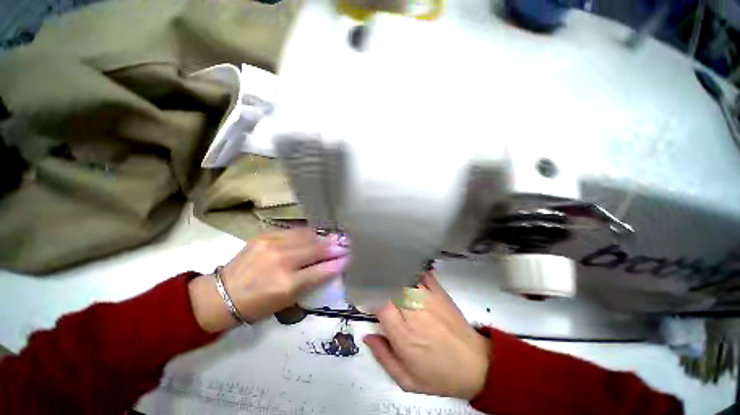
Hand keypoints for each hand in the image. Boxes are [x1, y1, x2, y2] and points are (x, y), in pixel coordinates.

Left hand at [189, 228, 348, 331]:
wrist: (221, 294)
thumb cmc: (256, 305)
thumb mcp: (286, 302)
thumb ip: (310, 283)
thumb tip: (330, 268)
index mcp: (287, 284)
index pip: (322, 270)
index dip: (338, 263)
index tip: (349, 257)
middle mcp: (282, 261)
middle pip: (317, 249)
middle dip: (335, 246)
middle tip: (347, 243)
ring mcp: (273, 245)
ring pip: (307, 236)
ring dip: (323, 237)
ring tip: (334, 237)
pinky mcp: (265, 235)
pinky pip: (294, 231)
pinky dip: (308, 233)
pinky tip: (315, 234)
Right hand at [364, 273, 490, 399]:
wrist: (476, 366)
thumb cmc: (439, 375)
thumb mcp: (407, 380)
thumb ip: (383, 357)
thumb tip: (368, 336)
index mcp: (403, 335)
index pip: (380, 305)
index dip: (369, 297)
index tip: (365, 296)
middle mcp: (414, 313)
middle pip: (390, 287)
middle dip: (379, 283)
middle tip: (372, 282)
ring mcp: (428, 300)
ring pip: (404, 279)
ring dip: (393, 276)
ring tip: (386, 275)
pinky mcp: (440, 294)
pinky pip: (423, 275)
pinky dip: (412, 272)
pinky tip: (407, 273)